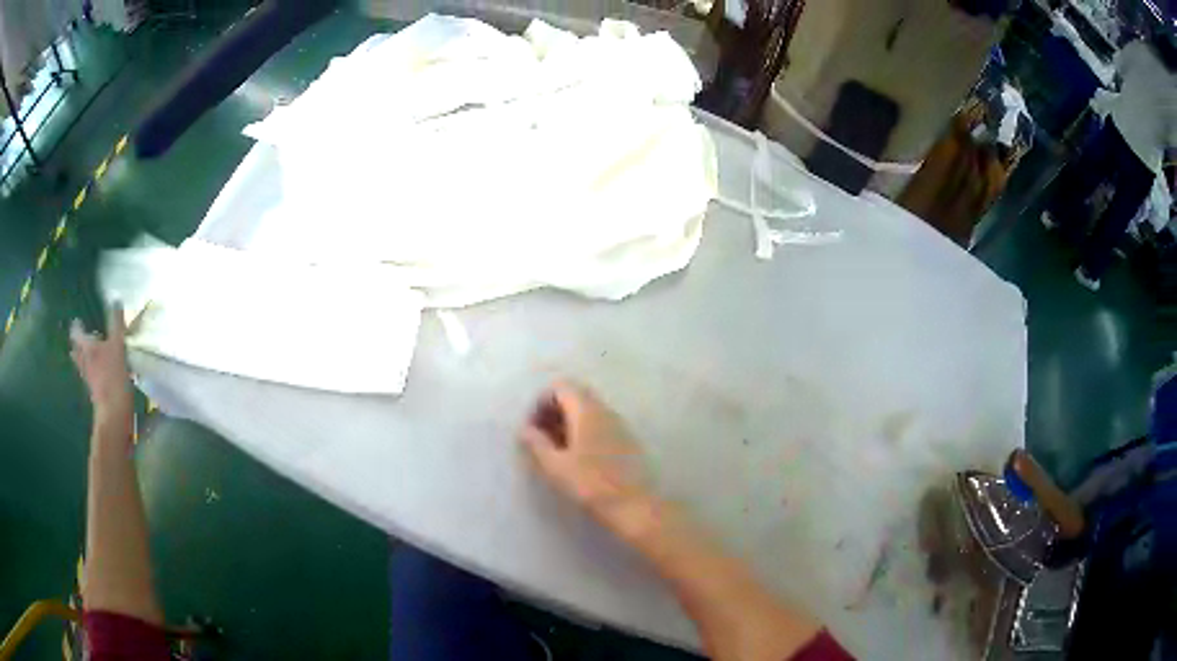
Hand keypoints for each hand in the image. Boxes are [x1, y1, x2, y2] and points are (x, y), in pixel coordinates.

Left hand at [70, 305, 132, 429]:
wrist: (114, 413)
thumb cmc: (113, 375)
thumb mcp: (118, 345)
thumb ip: (116, 323)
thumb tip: (116, 299)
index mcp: (86, 347)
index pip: (76, 332)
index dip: (77, 326)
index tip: (78, 320)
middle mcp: (83, 361)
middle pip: (77, 350)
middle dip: (78, 344)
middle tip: (81, 338)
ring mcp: (88, 378)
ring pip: (82, 364)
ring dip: (83, 358)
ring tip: (87, 354)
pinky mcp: (95, 391)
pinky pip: (90, 376)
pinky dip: (91, 371)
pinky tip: (97, 372)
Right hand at [521, 382, 652, 533]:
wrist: (635, 505)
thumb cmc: (591, 484)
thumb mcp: (556, 466)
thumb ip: (537, 444)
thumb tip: (525, 430)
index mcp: (586, 409)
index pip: (560, 386)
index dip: (540, 402)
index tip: (532, 428)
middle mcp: (604, 409)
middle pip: (574, 395)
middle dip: (554, 412)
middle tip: (541, 438)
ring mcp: (619, 423)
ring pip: (588, 411)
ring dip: (568, 423)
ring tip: (556, 451)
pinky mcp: (626, 440)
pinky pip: (600, 424)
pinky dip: (584, 432)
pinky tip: (578, 458)